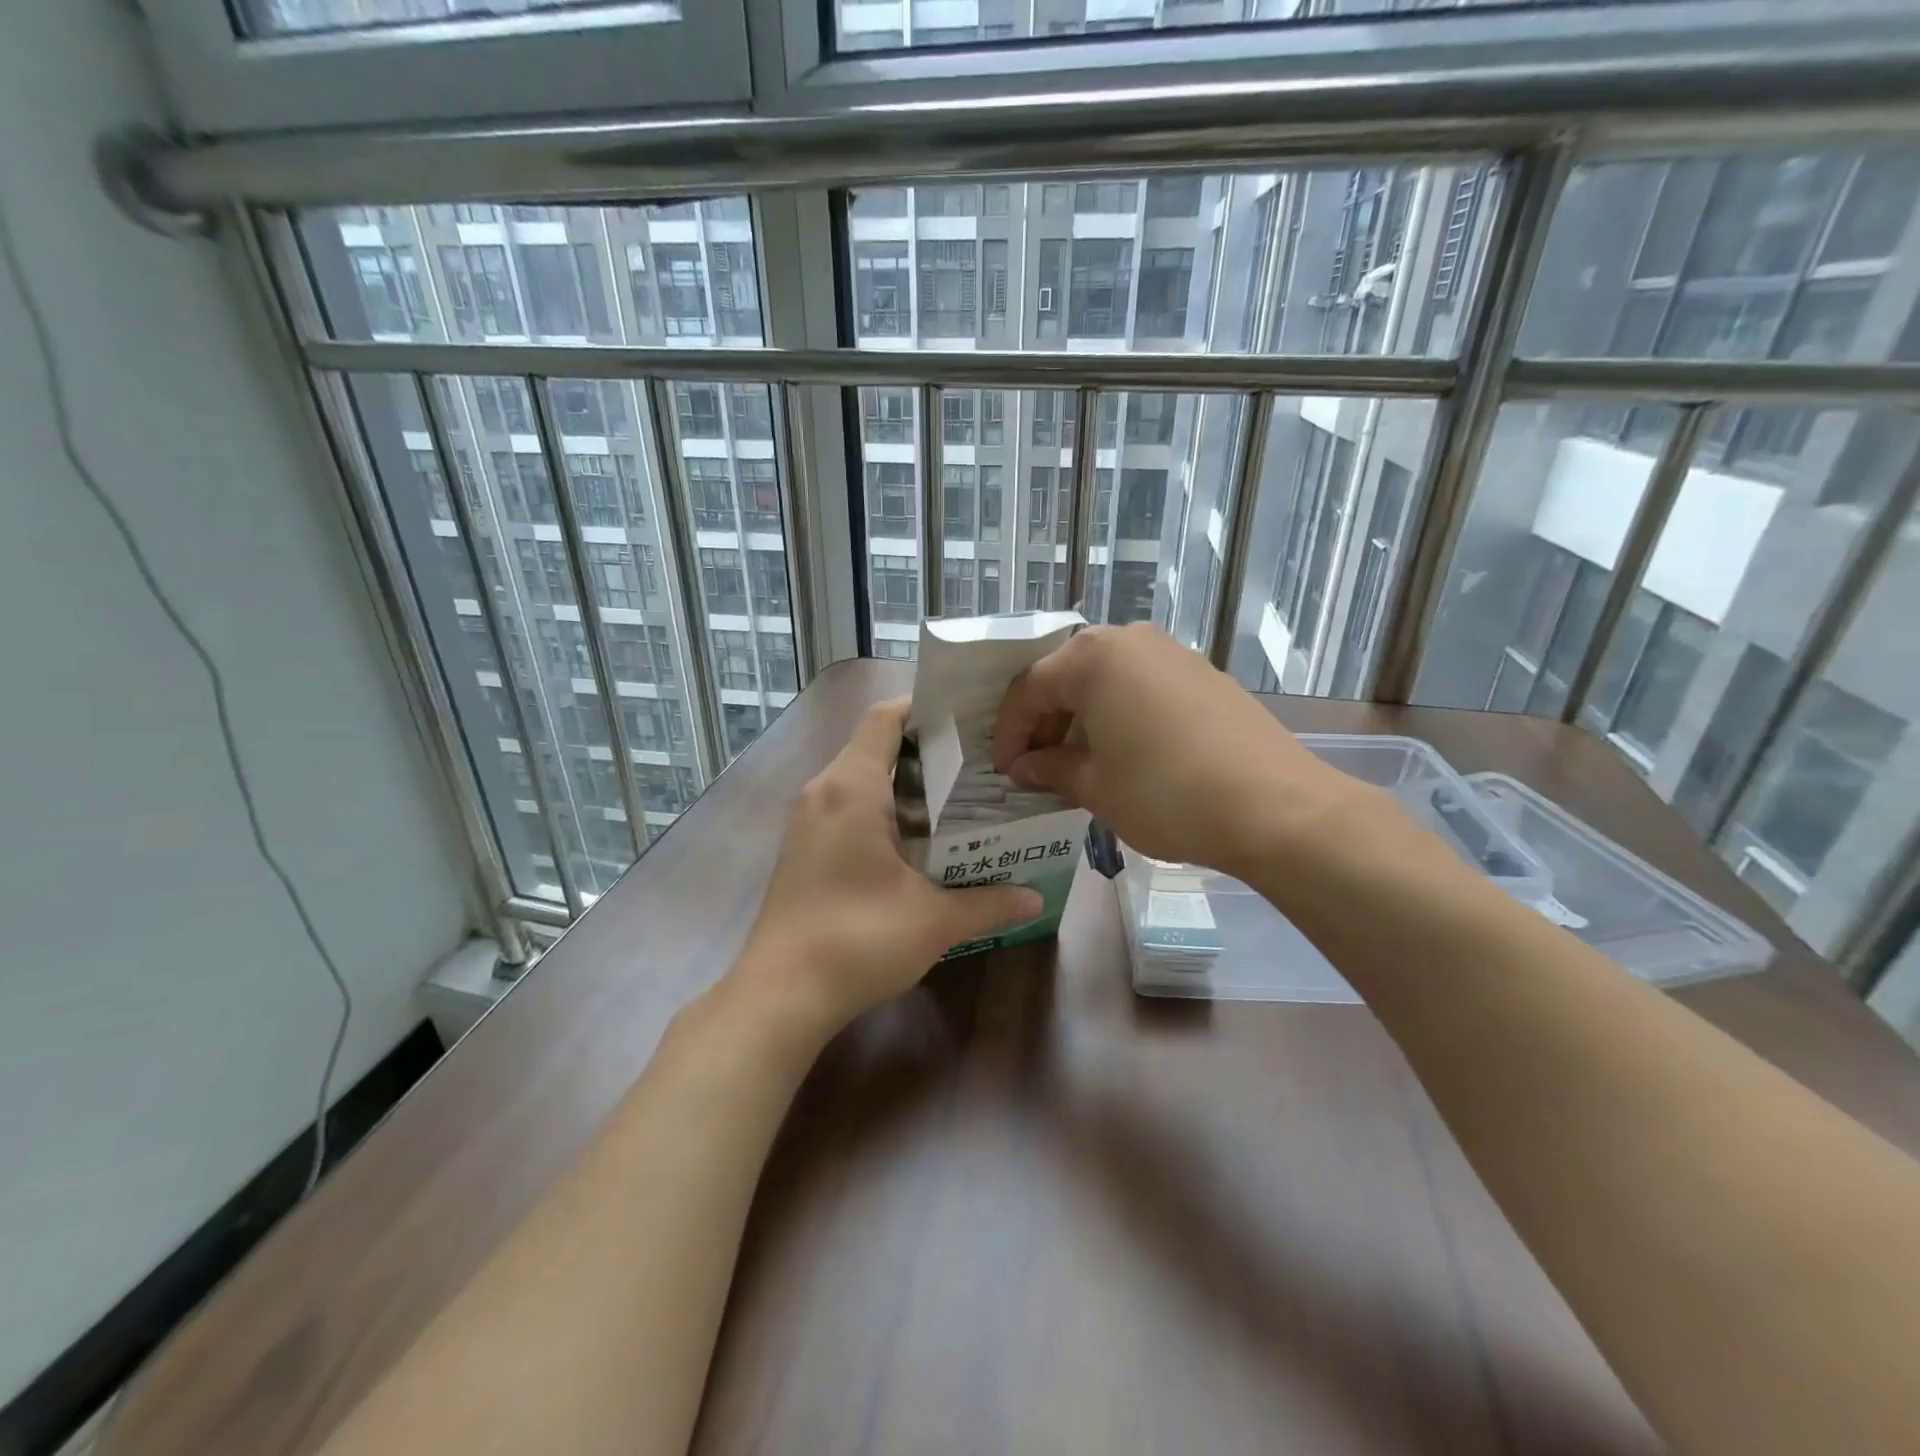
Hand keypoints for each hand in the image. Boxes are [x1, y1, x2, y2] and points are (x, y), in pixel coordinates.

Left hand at [735, 697, 1041, 1035]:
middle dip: (926, 751)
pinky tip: (917, 841)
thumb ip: (989, 902)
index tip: (970, 718)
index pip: (886, 718)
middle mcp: (823, 791)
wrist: (780, 996)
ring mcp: (806, 821)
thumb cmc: (858, 939)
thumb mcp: (934, 920)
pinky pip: (845, 807)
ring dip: (904, 784)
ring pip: (859, 779)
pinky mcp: (801, 849)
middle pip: (875, 745)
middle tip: (979, 763)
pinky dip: (881, 810)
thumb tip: (1035, 900)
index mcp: (852, 787)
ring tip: (957, 799)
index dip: (926, 708)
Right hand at [990, 623, 1365, 879]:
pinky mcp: (1204, 674)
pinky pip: (1142, 686)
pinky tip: (1123, 753)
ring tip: (1075, 763)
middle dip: (1045, 722)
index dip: (1009, 732)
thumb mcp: (1096, 787)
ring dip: (1082, 718)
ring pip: (1106, 679)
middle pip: (1067, 676)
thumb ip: (1050, 769)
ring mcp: (1172, 653)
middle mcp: (1130, 641)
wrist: (1276, 807)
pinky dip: (1119, 715)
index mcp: (1092, 658)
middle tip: (1035, 766)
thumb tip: (1023, 767)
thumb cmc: (1166, 794)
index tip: (1003, 770)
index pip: (1029, 689)